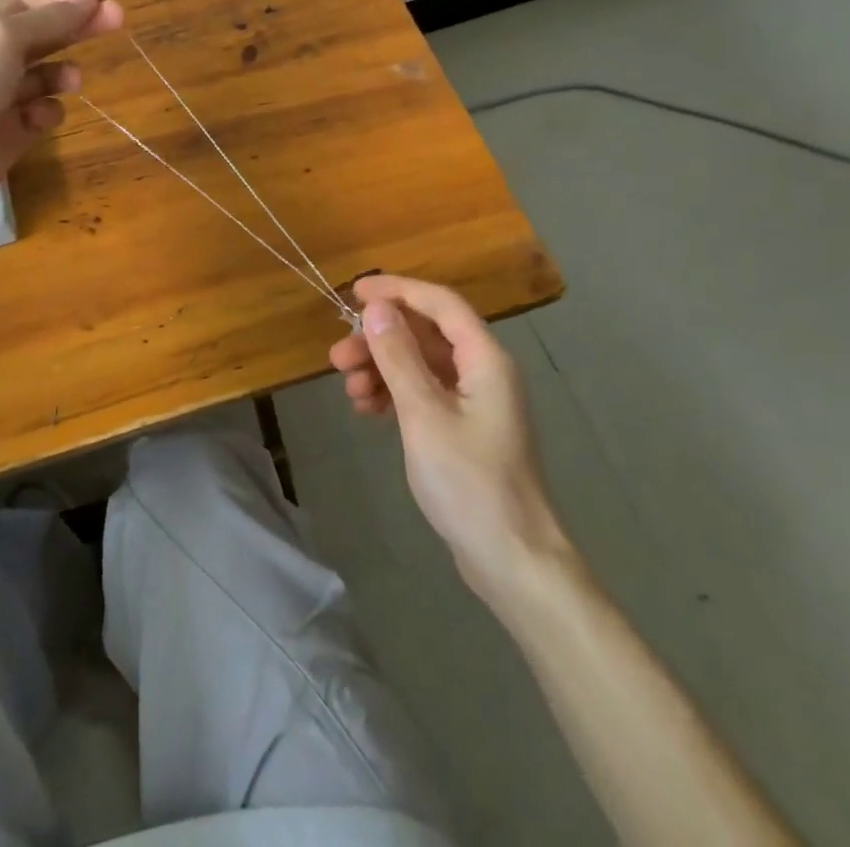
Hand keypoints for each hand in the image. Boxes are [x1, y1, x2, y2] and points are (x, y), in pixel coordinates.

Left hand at [0, 0, 122, 218]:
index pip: (28, 2)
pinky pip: (42, 112)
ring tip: (73, 80)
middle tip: (119, 19)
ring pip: (45, 75)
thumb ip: (49, 19)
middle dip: (78, 27)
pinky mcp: (12, 130)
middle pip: (43, 34)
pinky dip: (48, 111)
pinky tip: (39, 117)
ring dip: (63, 73)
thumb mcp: (3, 39)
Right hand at [328, 274, 572, 600]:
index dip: (397, 290)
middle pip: (426, 335)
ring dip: (383, 369)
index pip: (439, 303)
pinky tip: (368, 410)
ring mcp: (476, 402)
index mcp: (485, 358)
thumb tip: (376, 308)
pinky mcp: (466, 429)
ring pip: (422, 366)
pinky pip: (425, 394)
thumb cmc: (468, 481)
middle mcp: (483, 371)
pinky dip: (395, 395)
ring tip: (348, 390)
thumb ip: (398, 357)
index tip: (355, 291)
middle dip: (380, 339)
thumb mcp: (424, 414)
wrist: (512, 559)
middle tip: (337, 356)